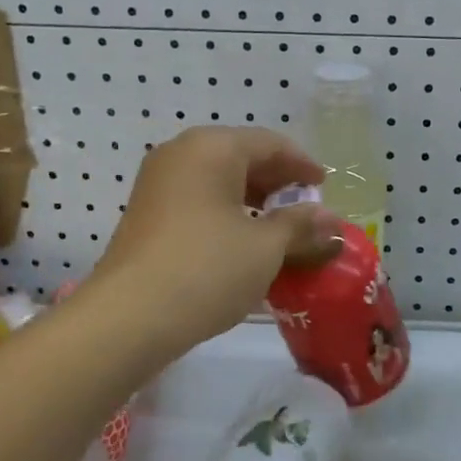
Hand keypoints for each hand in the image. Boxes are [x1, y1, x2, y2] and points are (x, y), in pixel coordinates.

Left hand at [90, 127, 334, 358]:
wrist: (130, 317)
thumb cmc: (207, 269)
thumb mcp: (266, 248)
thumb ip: (300, 226)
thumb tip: (329, 220)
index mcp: (212, 148)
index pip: (269, 143)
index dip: (302, 164)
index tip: (324, 185)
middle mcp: (180, 155)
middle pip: (241, 157)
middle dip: (277, 183)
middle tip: (306, 209)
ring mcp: (158, 184)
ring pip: (218, 181)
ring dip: (253, 201)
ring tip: (280, 230)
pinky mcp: (147, 215)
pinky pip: (198, 202)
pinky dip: (227, 214)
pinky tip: (245, 243)